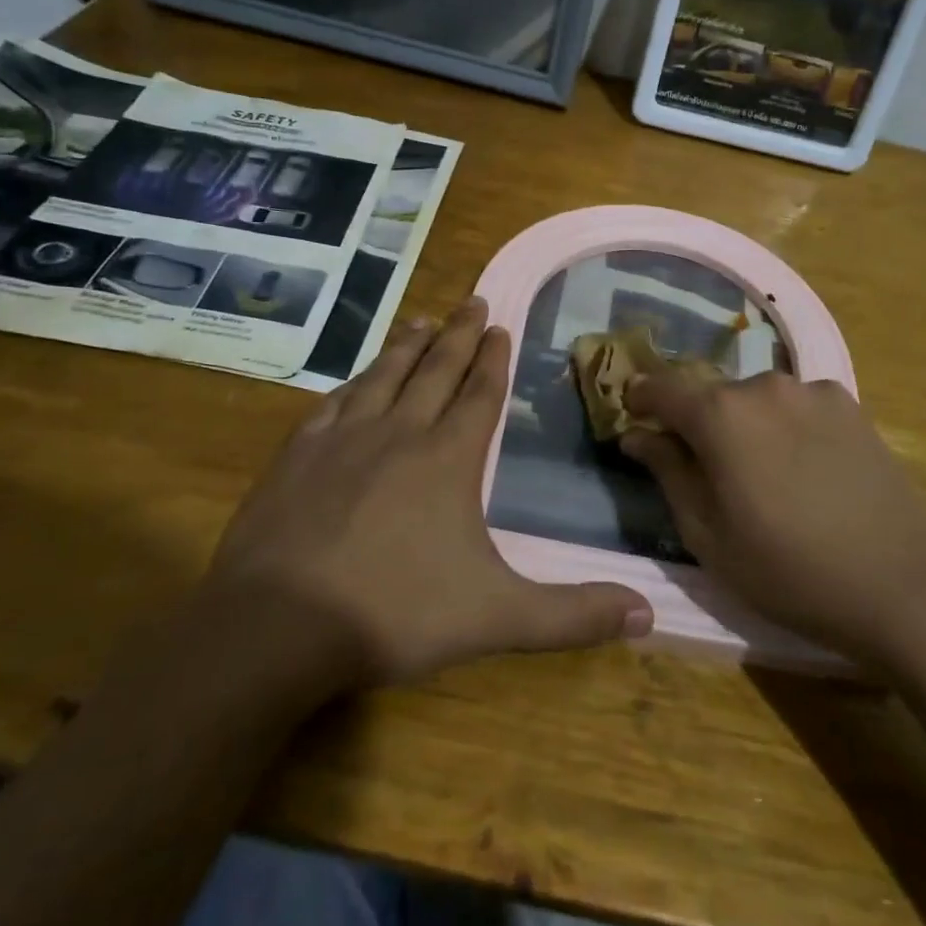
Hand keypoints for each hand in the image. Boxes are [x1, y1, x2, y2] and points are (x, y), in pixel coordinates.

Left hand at [205, 298, 652, 689]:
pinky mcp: (296, 456)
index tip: (501, 325)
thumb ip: (573, 615)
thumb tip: (648, 612)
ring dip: (407, 346)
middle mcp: (398, 433)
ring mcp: (342, 440)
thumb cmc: (395, 614)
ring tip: (421, 318)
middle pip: (435, 371)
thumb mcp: (498, 618)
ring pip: (384, 376)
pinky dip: (353, 383)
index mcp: (447, 459)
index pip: (479, 395)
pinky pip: (334, 403)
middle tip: (473, 300)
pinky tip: (355, 379)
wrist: (276, 625)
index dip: (493, 359)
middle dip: (459, 334)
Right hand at [620, 371, 925, 661]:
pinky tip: (803, 469)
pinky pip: (797, 406)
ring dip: (744, 425)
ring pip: (756, 400)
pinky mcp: (851, 405)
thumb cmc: (787, 569)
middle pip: (711, 395)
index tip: (633, 416)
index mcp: (720, 414)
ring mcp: (812, 391)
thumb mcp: (707, 534)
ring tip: (760, 474)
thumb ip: (667, 472)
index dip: (641, 399)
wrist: (902, 583)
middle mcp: (763, 386)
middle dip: (697, 422)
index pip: (661, 388)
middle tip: (702, 467)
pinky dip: (784, 426)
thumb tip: (637, 435)